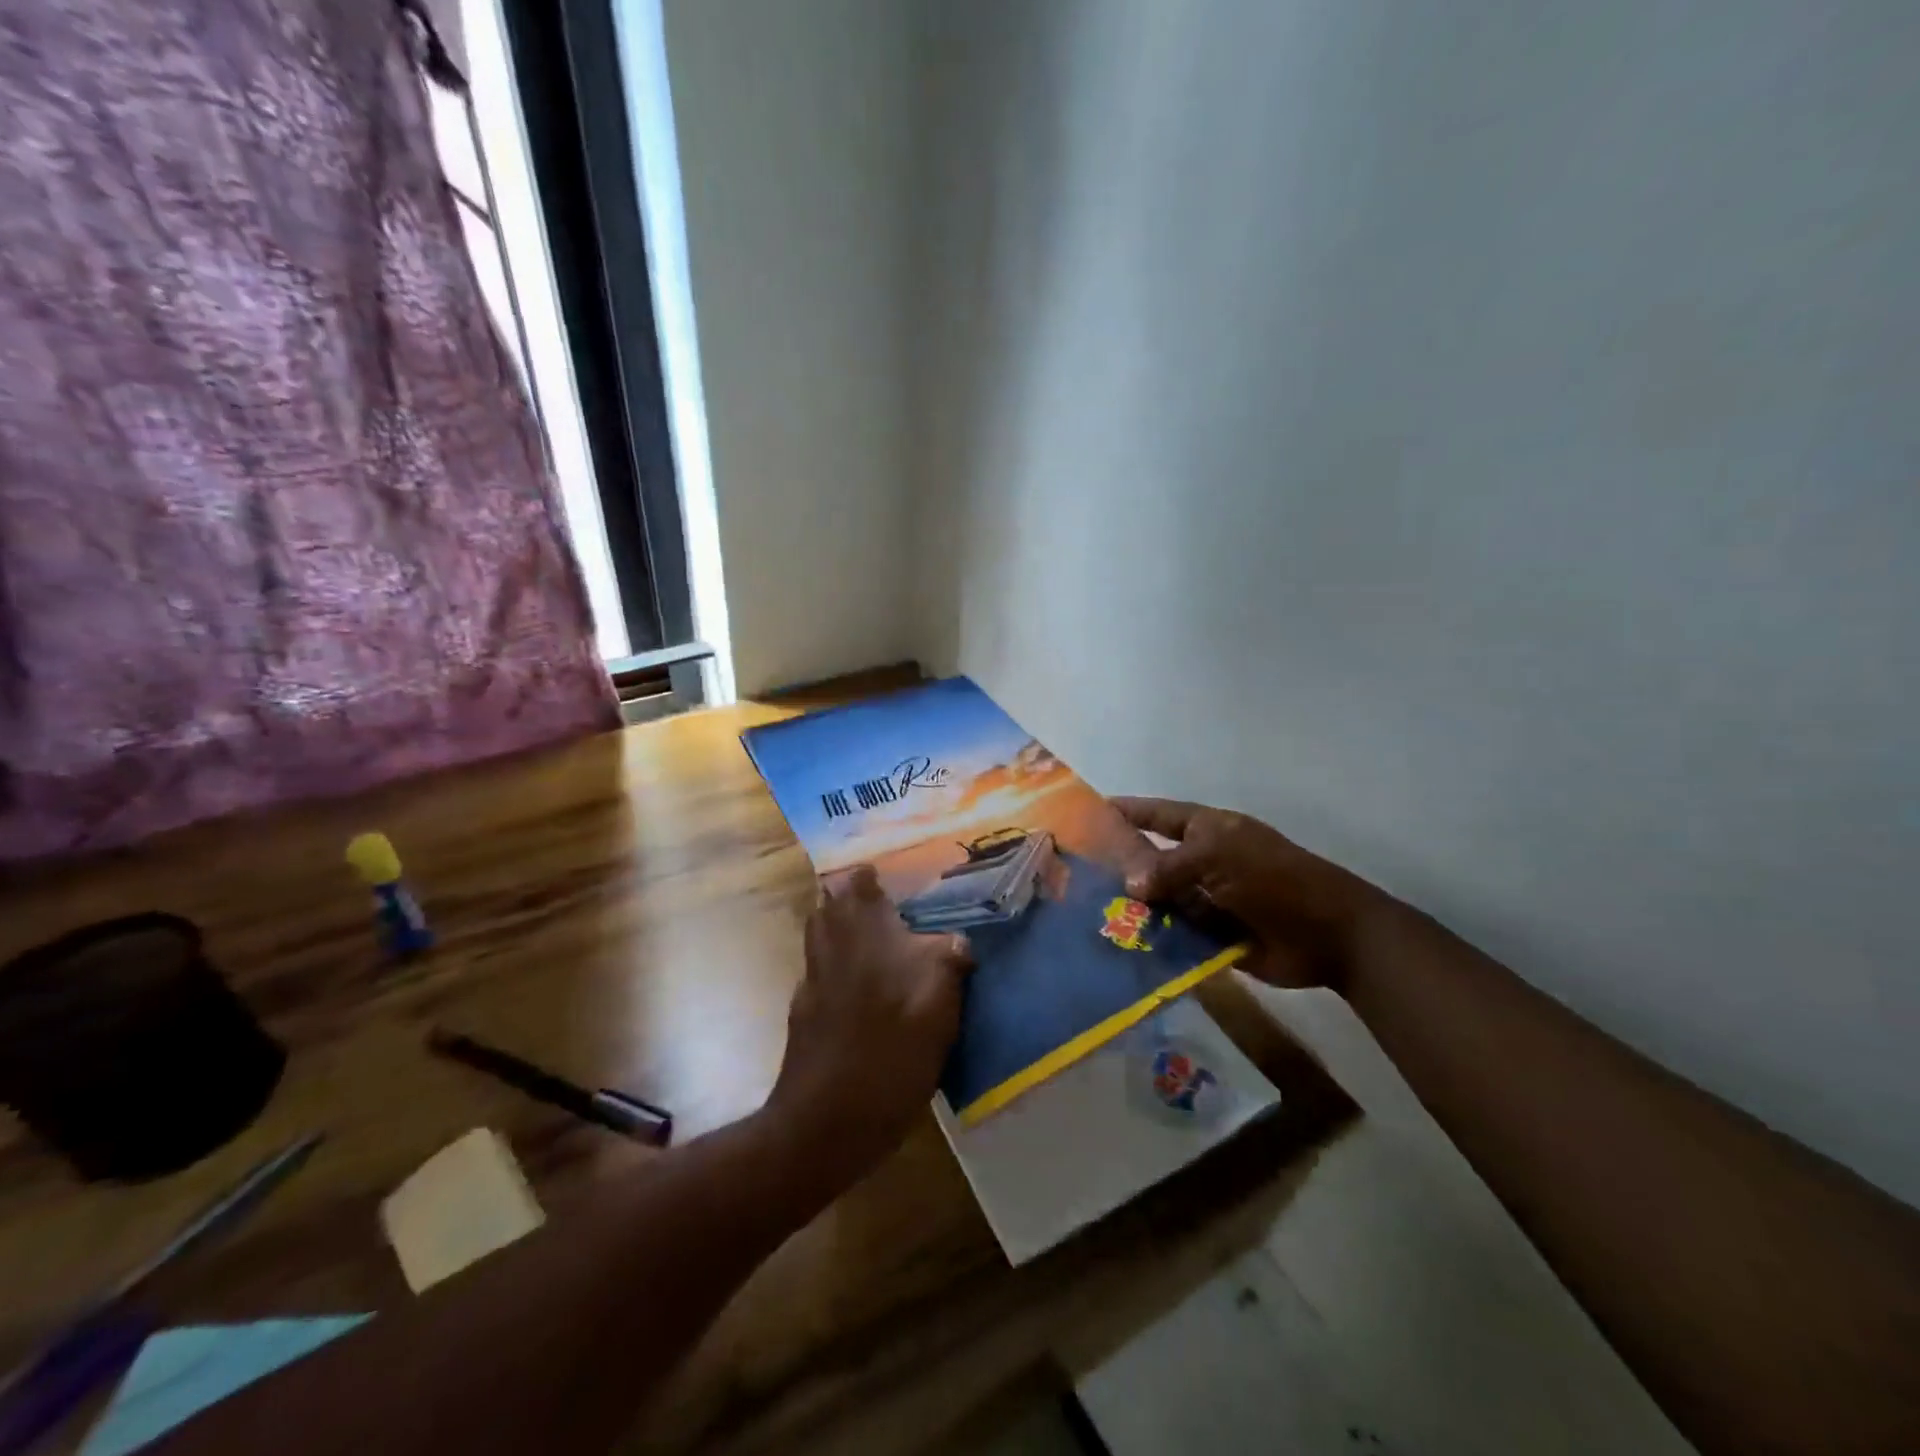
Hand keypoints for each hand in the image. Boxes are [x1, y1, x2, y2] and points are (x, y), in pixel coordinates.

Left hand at [766, 866, 971, 1190]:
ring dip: (837, 927)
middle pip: (829, 906)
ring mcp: (812, 982)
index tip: (886, 876)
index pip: (857, 884)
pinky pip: (816, 972)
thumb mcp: (939, 1006)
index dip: (868, 876)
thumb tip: (957, 942)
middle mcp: (833, 948)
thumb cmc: (888, 1056)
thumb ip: (950, 962)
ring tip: (870, 940)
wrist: (825, 1122)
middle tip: (880, 905)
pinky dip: (833, 966)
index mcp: (866, 935)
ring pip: (818, 936)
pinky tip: (856, 990)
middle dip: (848, 898)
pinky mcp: (802, 1015)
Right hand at [1113, 798, 1391, 993]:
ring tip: (1087, 913)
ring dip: (1132, 906)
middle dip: (1120, 864)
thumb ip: (1169, 867)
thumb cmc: (1274, 879)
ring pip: (1159, 899)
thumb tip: (1129, 885)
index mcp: (1207, 831)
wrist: (1329, 935)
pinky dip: (1152, 938)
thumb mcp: (1218, 858)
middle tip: (1076, 873)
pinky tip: (1120, 944)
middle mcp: (1202, 862)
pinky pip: (1173, 933)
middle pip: (1152, 858)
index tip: (1089, 812)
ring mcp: (1206, 899)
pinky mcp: (1211, 936)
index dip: (1127, 811)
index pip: (1157, 814)